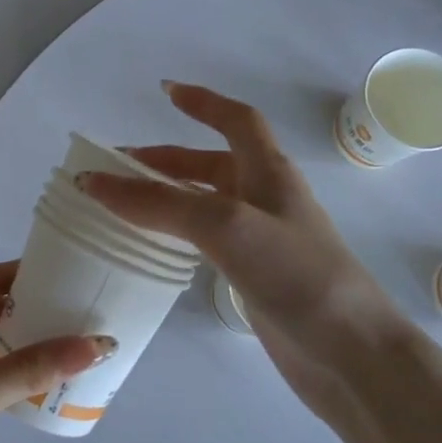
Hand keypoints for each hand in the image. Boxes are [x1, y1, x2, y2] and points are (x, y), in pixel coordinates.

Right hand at [81, 82, 411, 429]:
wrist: (348, 351)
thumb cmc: (295, 273)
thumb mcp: (224, 225)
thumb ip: (159, 203)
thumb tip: (93, 182)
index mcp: (269, 172)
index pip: (237, 121)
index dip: (203, 103)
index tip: (165, 92)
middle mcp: (266, 199)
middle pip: (213, 164)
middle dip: (167, 160)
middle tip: (118, 168)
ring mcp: (262, 240)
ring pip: (207, 203)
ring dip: (168, 197)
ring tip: (124, 206)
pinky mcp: (255, 276)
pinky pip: (209, 241)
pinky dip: (180, 234)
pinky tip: (158, 247)